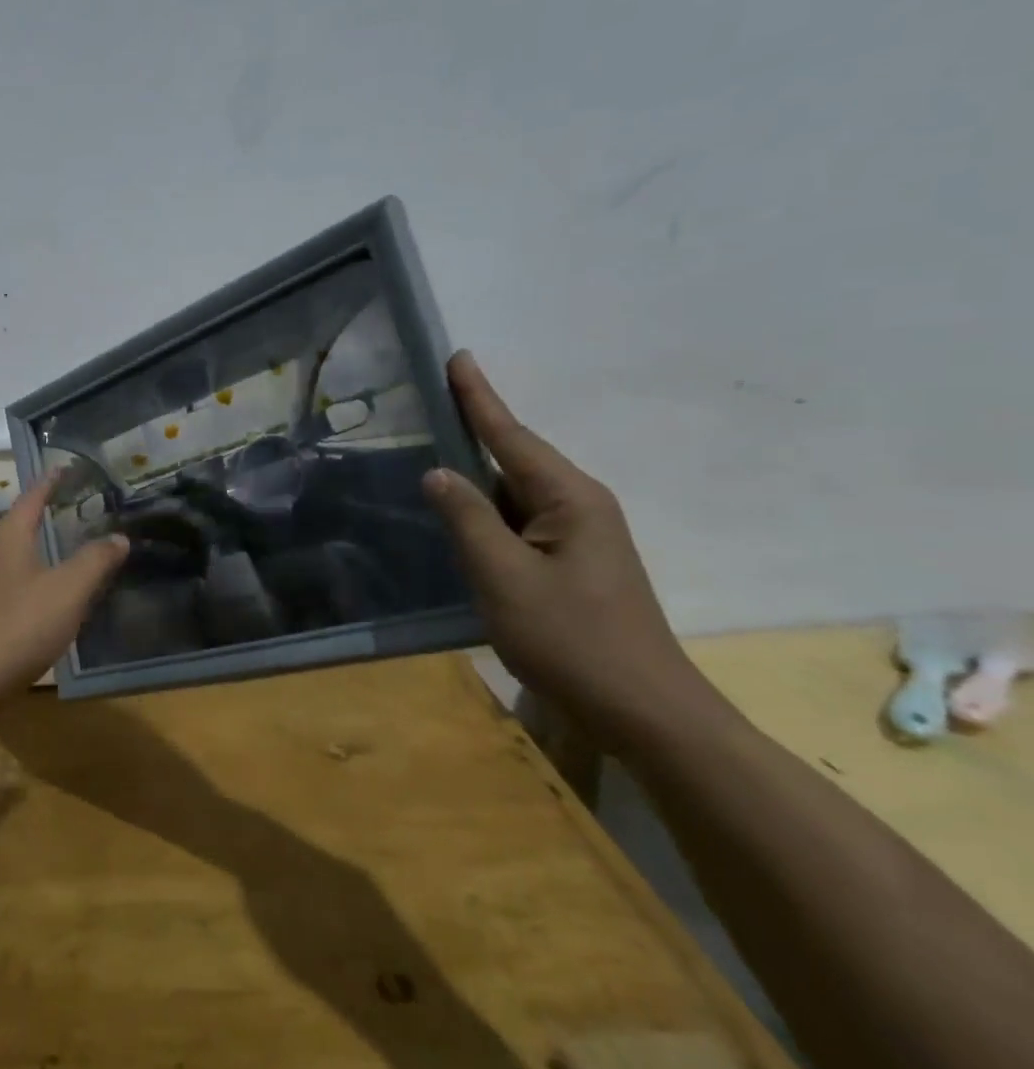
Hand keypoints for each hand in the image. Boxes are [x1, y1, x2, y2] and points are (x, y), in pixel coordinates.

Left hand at [0, 470, 128, 713]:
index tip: (65, 467)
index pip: (31, 498)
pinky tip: (53, 600)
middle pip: (21, 527)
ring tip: (72, 552)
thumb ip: (94, 561)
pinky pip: (15, 589)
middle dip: (47, 516)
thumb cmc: (17, 626)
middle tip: (78, 510)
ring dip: (42, 552)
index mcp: (9, 539)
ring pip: (18, 560)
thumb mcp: (67, 591)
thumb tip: (119, 536)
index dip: (50, 482)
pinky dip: (37, 584)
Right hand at [422, 352, 723, 748]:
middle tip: (427, 404)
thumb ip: (467, 518)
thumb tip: (438, 472)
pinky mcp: (571, 565)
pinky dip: (486, 513)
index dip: (478, 397)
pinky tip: (458, 517)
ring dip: (475, 477)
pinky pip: (519, 523)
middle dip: (472, 430)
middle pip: (513, 458)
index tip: (458, 356)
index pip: (511, 435)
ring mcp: (578, 538)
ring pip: (513, 494)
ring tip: (429, 455)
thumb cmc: (570, 639)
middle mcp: (578, 506)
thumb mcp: (503, 576)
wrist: (642, 712)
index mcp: (568, 498)